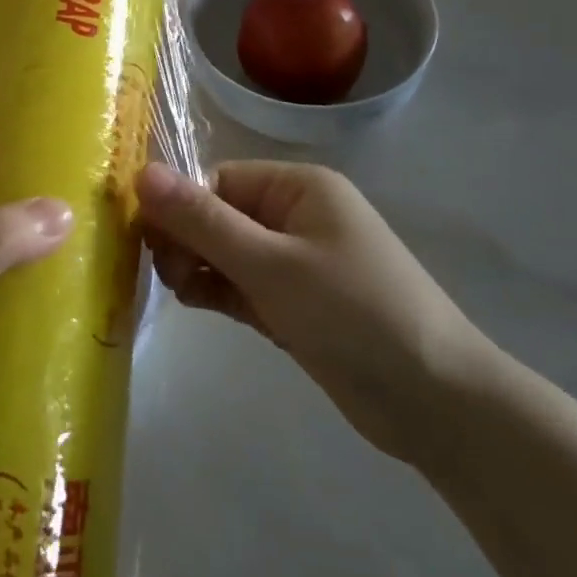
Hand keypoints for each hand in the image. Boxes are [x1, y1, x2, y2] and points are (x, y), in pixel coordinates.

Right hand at [138, 160, 496, 464]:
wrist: (436, 404)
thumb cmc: (353, 314)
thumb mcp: (270, 264)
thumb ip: (202, 221)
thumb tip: (140, 172)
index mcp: (297, 187)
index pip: (218, 182)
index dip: (179, 207)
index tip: (146, 242)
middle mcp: (295, 215)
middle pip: (219, 215)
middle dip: (186, 240)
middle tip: (164, 275)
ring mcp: (296, 262)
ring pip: (226, 252)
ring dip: (197, 267)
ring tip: (180, 293)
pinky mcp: (294, 302)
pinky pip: (242, 284)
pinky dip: (217, 290)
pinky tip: (194, 303)